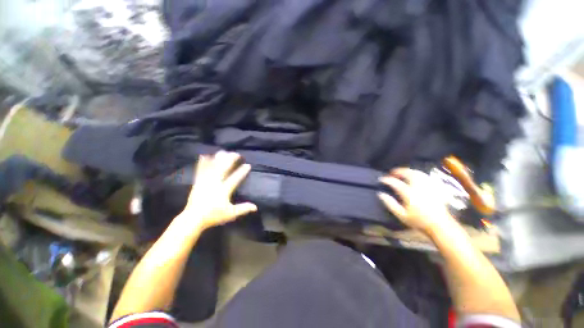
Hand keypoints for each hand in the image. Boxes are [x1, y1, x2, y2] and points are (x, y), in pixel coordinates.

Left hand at [178, 151, 256, 231]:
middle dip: (230, 160)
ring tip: (223, 152)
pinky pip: (200, 170)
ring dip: (218, 159)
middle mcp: (214, 183)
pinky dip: (203, 163)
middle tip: (236, 154)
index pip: (235, 178)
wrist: (193, 219)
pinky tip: (204, 156)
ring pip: (212, 167)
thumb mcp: (230, 214)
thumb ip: (243, 208)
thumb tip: (255, 207)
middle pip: (223, 169)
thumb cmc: (213, 216)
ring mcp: (205, 182)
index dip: (242, 171)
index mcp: (223, 190)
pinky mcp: (198, 182)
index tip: (248, 165)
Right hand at [378, 168, 454, 233]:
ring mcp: (428, 186)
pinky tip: (416, 176)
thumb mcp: (401, 215)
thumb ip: (390, 203)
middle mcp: (418, 187)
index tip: (381, 179)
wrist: (440, 226)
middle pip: (407, 173)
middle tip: (392, 173)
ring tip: (402, 173)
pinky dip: (418, 174)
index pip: (395, 183)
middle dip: (398, 171)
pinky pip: (426, 176)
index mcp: (409, 194)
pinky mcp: (435, 188)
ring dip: (408, 171)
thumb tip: (381, 194)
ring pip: (417, 173)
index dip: (387, 180)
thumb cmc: (418, 221)